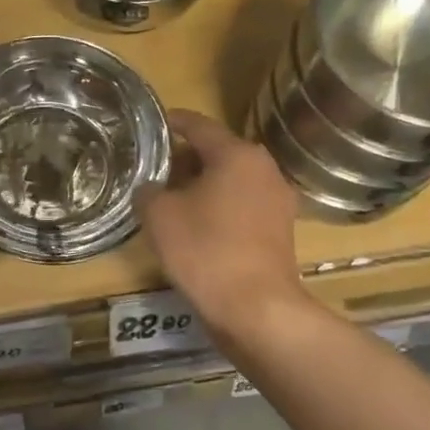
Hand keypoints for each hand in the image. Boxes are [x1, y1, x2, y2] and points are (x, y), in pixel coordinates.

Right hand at [136, 109, 305, 336]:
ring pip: (233, 181)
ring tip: (172, 198)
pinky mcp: (281, 231)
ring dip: (204, 185)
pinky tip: (198, 225)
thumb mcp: (160, 216)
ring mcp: (278, 201)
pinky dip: (221, 207)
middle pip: (219, 153)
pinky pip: (243, 206)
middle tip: (156, 168)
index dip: (174, 122)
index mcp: (237, 154)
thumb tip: (151, 189)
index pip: (199, 126)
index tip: (156, 123)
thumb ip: (149, 191)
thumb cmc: (205, 249)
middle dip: (187, 158)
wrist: (256, 307)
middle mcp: (264, 169)